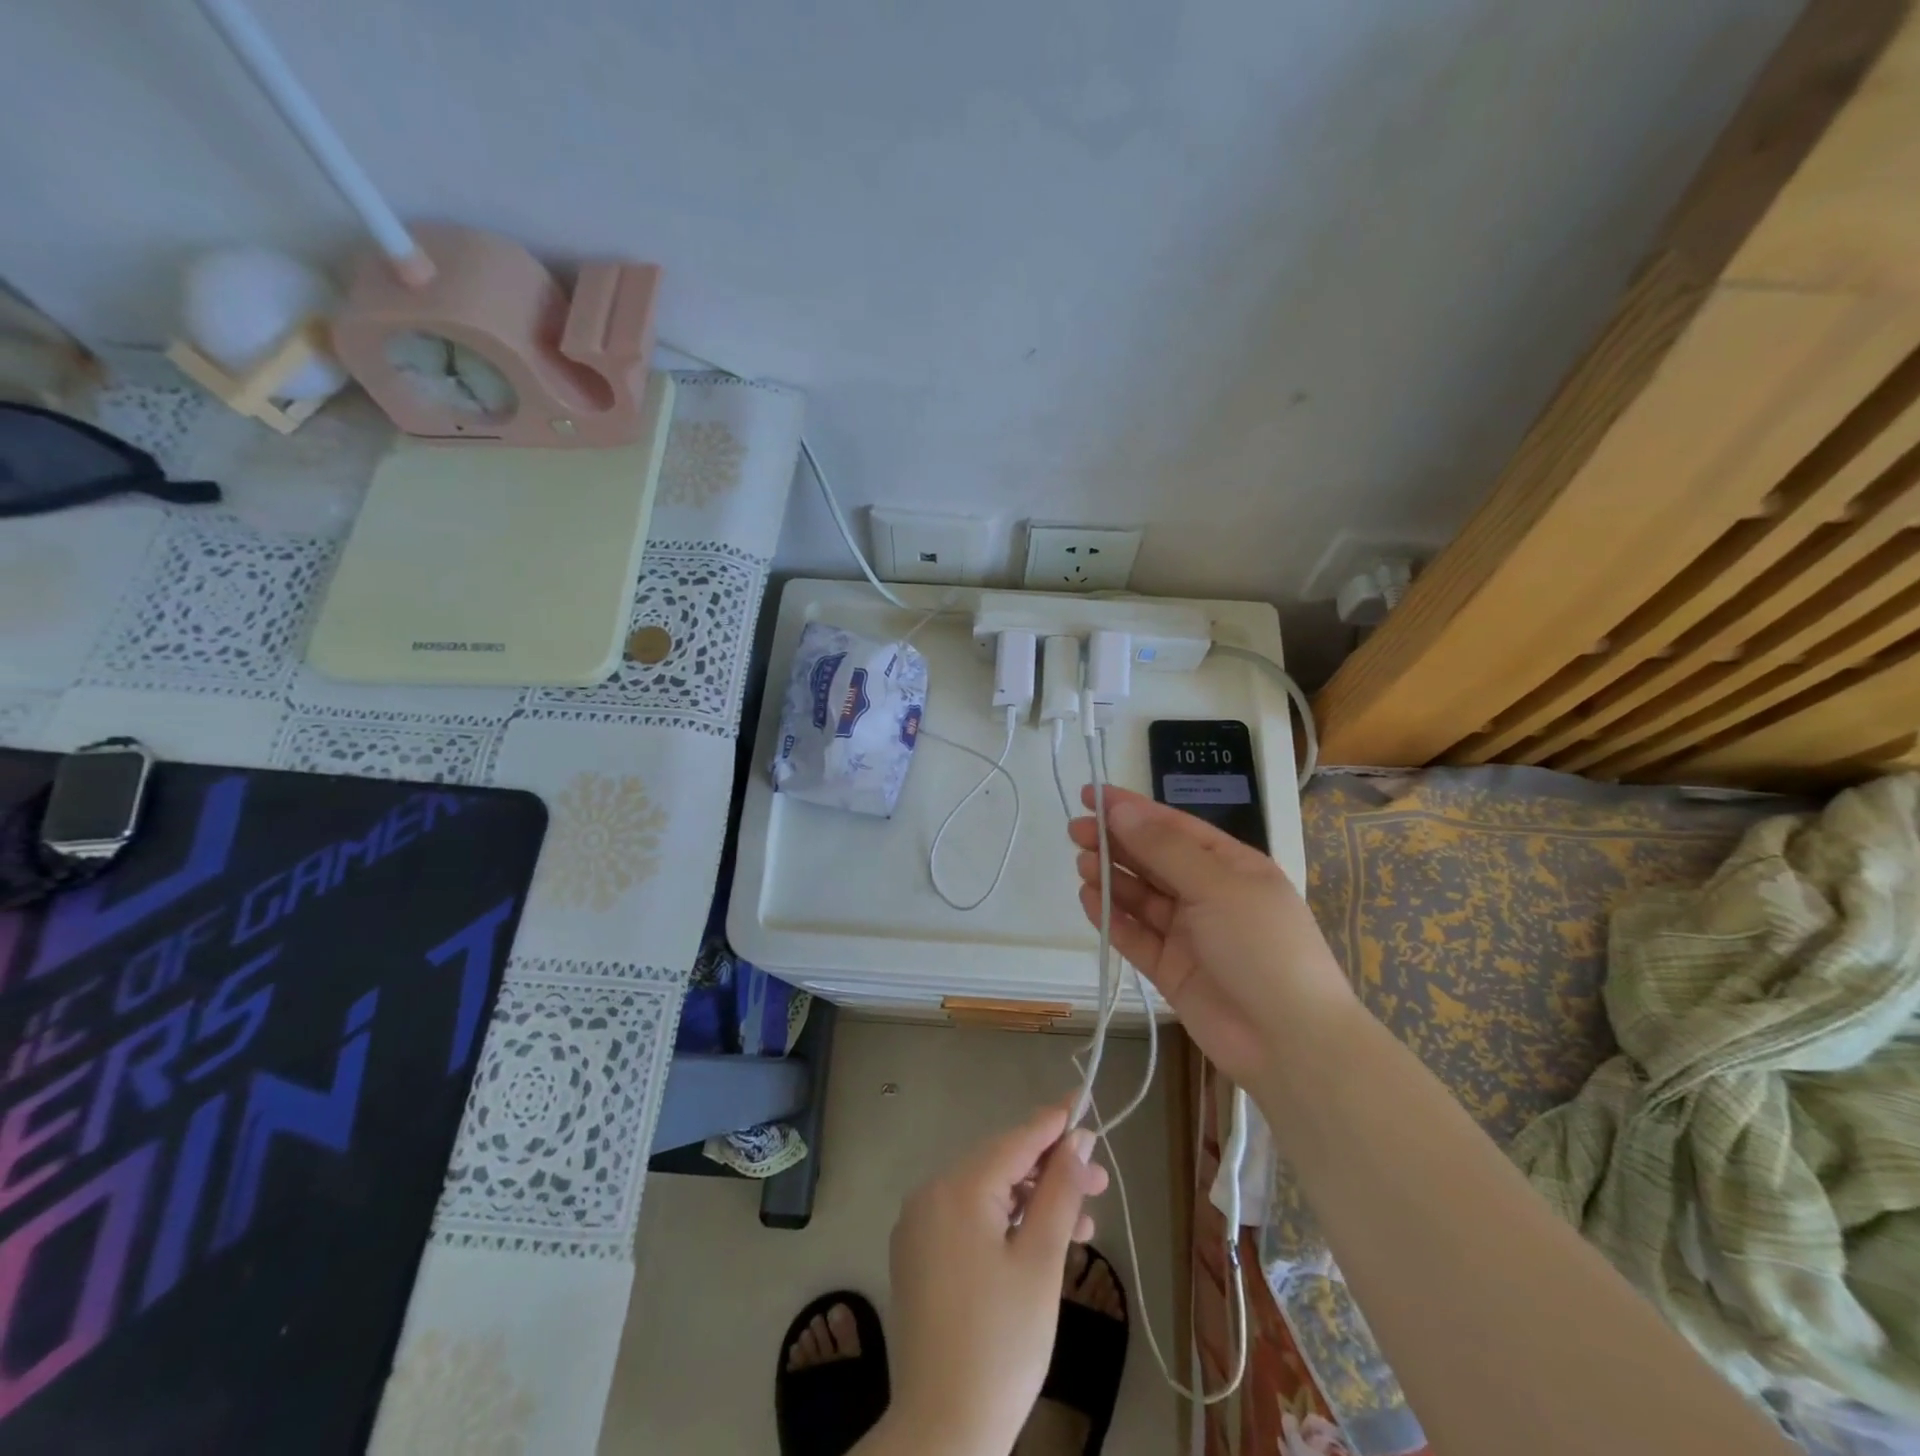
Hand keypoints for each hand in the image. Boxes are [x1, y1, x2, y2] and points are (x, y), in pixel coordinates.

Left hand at [874, 1103, 1108, 1455]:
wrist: (943, 1431)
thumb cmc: (1002, 1343)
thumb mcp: (1041, 1262)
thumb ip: (1059, 1191)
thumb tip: (1077, 1139)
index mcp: (957, 1188)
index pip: (1014, 1140)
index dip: (1053, 1122)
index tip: (1084, 1101)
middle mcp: (931, 1194)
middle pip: (1000, 1165)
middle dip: (1050, 1171)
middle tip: (1099, 1184)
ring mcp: (919, 1225)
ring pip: (986, 1194)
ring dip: (1032, 1202)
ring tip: (1080, 1225)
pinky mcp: (918, 1255)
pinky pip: (968, 1218)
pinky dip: (1004, 1222)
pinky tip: (1038, 1242)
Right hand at [1069, 785, 1355, 1091]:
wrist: (1290, 1042)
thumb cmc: (1262, 947)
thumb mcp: (1217, 886)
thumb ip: (1164, 848)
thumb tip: (1120, 811)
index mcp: (1231, 865)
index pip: (1173, 827)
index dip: (1132, 809)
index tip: (1091, 795)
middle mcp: (1209, 894)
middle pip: (1153, 859)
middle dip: (1116, 842)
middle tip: (1076, 830)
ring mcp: (1189, 933)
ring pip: (1141, 896)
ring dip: (1112, 877)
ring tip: (1082, 864)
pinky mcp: (1171, 969)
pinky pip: (1136, 935)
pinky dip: (1112, 917)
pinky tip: (1089, 899)